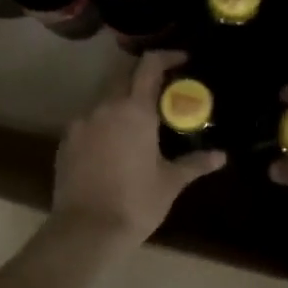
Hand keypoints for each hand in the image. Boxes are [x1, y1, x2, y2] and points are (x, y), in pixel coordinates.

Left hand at [51, 50, 224, 249]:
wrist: (85, 231)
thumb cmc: (135, 203)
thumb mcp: (170, 182)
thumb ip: (195, 163)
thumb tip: (221, 156)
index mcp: (134, 110)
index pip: (149, 65)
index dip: (166, 56)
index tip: (182, 60)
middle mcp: (105, 107)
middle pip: (124, 75)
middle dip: (143, 77)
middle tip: (163, 92)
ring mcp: (81, 123)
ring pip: (104, 98)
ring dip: (123, 101)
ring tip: (139, 122)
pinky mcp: (66, 141)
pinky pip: (89, 121)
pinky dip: (104, 123)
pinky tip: (114, 145)